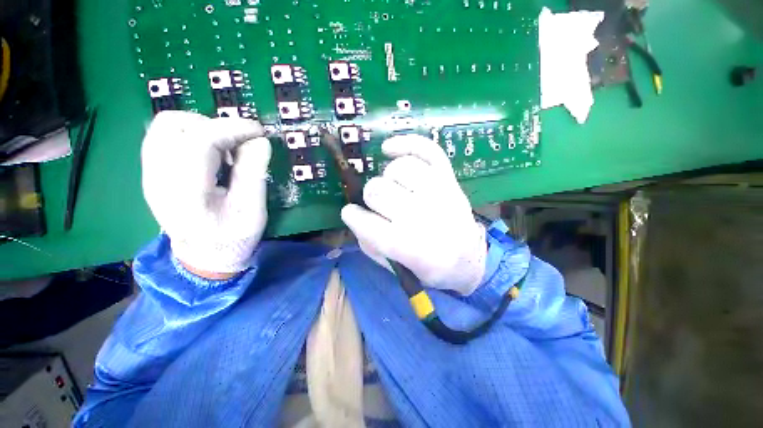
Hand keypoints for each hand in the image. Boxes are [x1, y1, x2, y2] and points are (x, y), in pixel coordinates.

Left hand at [141, 111, 270, 277]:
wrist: (204, 258)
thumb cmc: (232, 238)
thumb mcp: (253, 210)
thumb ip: (255, 173)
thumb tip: (260, 141)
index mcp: (186, 193)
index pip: (200, 141)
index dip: (232, 128)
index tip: (259, 131)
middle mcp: (158, 178)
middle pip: (172, 125)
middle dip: (213, 125)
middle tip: (239, 143)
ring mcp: (150, 174)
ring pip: (165, 126)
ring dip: (201, 128)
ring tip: (226, 148)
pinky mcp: (152, 173)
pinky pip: (165, 137)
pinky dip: (192, 135)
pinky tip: (212, 154)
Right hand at [341, 135, 486, 294]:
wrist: (468, 258)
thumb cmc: (430, 268)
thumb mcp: (397, 269)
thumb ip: (371, 245)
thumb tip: (355, 216)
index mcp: (411, 249)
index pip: (369, 225)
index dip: (353, 216)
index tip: (351, 213)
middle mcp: (426, 218)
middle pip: (379, 191)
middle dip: (372, 197)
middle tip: (378, 204)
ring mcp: (441, 194)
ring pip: (399, 169)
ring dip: (388, 177)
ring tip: (394, 187)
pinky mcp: (450, 179)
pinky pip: (427, 150)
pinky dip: (405, 143)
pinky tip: (388, 149)